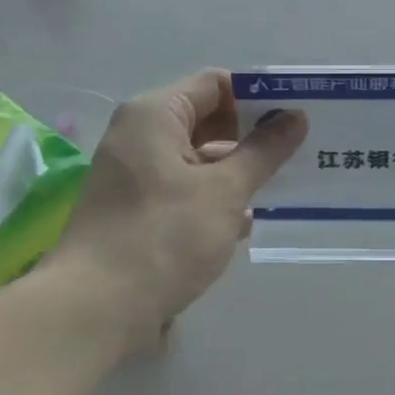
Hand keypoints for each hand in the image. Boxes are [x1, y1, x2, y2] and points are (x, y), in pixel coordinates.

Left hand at [55, 70, 305, 354]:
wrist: (95, 310)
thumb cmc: (163, 237)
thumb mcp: (224, 190)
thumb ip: (263, 151)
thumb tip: (296, 116)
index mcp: (155, 115)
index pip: (216, 84)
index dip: (259, 96)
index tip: (297, 117)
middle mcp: (140, 137)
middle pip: (207, 120)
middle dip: (252, 137)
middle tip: (300, 153)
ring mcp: (136, 176)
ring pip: (198, 160)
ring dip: (237, 173)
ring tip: (283, 188)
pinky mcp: (137, 211)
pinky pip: (184, 190)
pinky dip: (214, 200)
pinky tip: (246, 223)